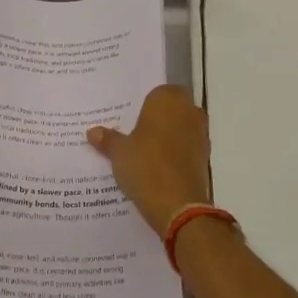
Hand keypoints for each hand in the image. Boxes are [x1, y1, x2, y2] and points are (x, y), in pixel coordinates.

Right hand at [88, 85, 210, 236]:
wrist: (179, 206)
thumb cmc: (146, 166)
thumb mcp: (119, 153)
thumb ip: (108, 139)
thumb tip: (92, 132)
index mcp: (168, 100)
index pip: (158, 92)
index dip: (146, 104)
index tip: (131, 116)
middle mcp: (189, 111)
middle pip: (173, 109)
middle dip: (158, 119)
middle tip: (135, 132)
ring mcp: (200, 135)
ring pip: (182, 128)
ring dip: (169, 136)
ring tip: (144, 152)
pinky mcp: (205, 158)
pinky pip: (187, 148)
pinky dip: (176, 154)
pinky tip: (158, 167)